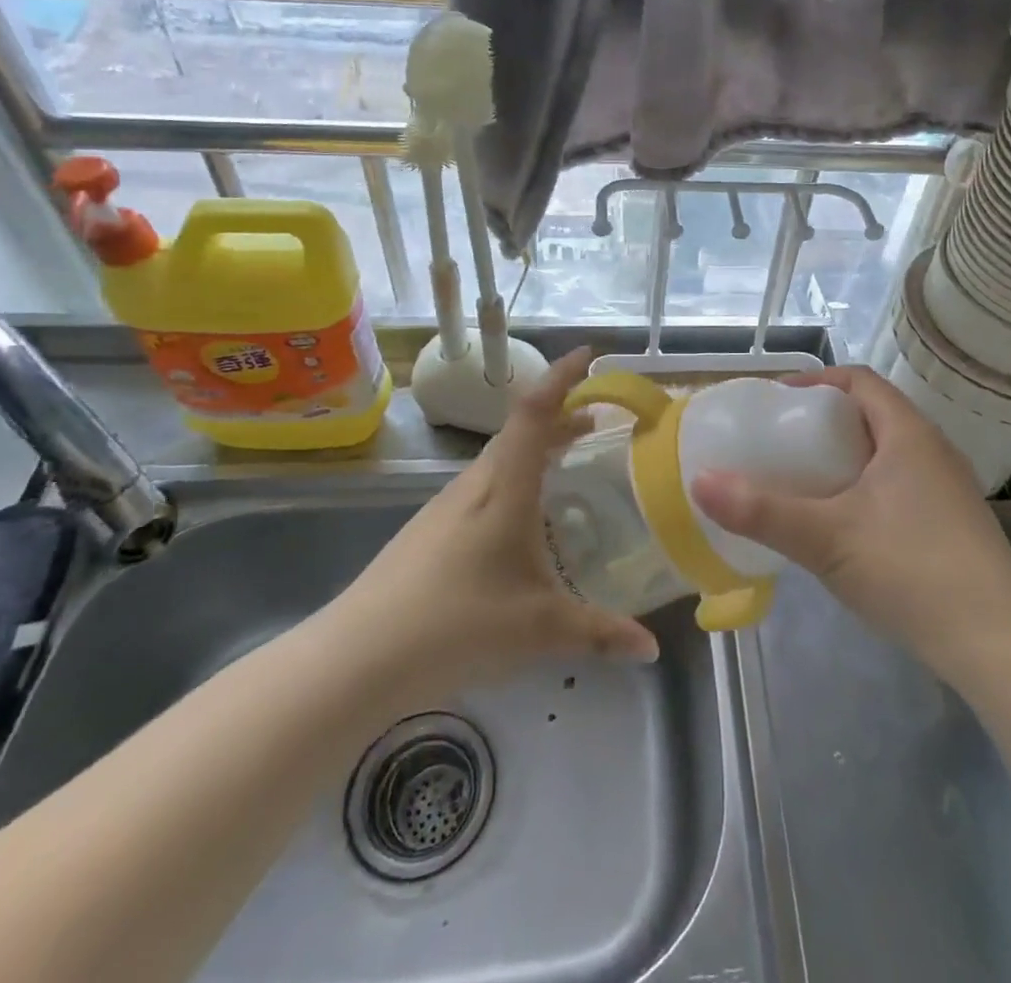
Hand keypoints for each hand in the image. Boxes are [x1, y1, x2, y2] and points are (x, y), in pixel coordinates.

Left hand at [328, 349, 658, 705]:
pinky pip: (485, 485)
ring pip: (501, 458)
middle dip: (561, 417)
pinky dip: (516, 478)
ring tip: (569, 461)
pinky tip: (524, 519)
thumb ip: (599, 633)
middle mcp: (475, 483)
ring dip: (537, 449)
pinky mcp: (431, 528)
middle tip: (598, 422)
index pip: (534, 411)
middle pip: (521, 430)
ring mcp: (447, 504)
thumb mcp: (539, 629)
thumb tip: (651, 649)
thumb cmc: (457, 622)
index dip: (561, 377)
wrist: (359, 655)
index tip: (589, 355)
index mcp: (504, 486)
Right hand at [692, 366, 1010, 676]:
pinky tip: (845, 525)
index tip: (777, 401)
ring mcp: (948, 490)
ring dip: (846, 457)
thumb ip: (761, 511)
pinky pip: (900, 485)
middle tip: (782, 442)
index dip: (817, 381)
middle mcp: (933, 451)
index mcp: (908, 435)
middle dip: (825, 421)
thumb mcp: (826, 538)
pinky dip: (866, 488)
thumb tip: (700, 481)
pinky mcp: (954, 526)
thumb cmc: (911, 571)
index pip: (860, 381)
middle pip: (873, 415)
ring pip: (888, 453)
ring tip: (806, 481)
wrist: (999, 646)